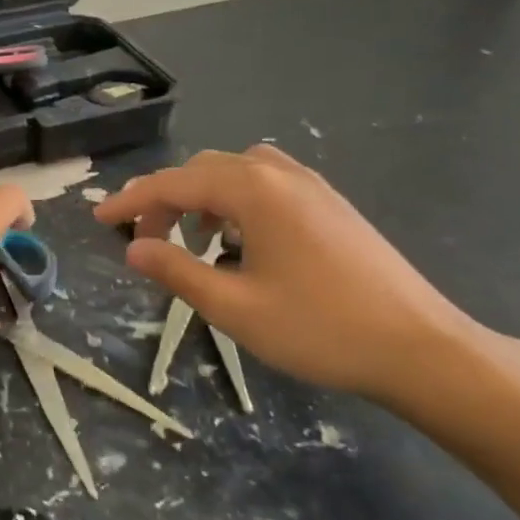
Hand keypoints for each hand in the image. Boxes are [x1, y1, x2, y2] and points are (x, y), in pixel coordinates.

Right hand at [94, 147, 481, 403]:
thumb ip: (176, 271)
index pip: (174, 183)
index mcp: (253, 191)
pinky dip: (236, 204)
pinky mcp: (331, 205)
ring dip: (202, 199)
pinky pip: (267, 186)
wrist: (421, 348)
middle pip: (204, 171)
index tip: (99, 218)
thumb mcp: (234, 306)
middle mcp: (281, 174)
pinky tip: (240, 243)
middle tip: (145, 241)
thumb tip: (133, 249)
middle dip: (166, 200)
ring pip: (237, 175)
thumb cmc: (319, 328)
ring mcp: (312, 187)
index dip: (132, 201)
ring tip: (192, 241)